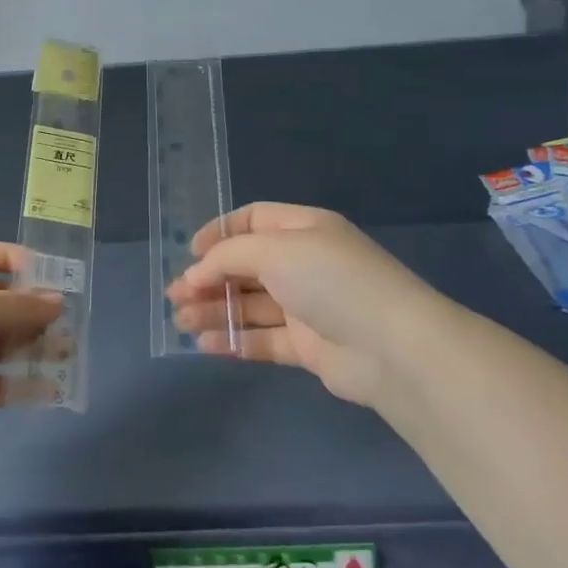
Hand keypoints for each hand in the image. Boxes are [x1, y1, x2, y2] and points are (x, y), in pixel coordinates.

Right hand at [167, 203, 437, 406]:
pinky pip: (264, 339)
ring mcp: (308, 306)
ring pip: (251, 305)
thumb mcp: (276, 251)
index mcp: (304, 230)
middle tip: (175, 295)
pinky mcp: (308, 346)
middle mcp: (305, 264)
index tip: (190, 253)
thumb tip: (196, 271)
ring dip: (215, 310)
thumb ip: (229, 256)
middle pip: (247, 266)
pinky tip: (205, 344)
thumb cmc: (331, 281)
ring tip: (181, 321)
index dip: (219, 233)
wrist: (392, 347)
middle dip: (209, 278)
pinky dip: (235, 339)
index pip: (253, 220)